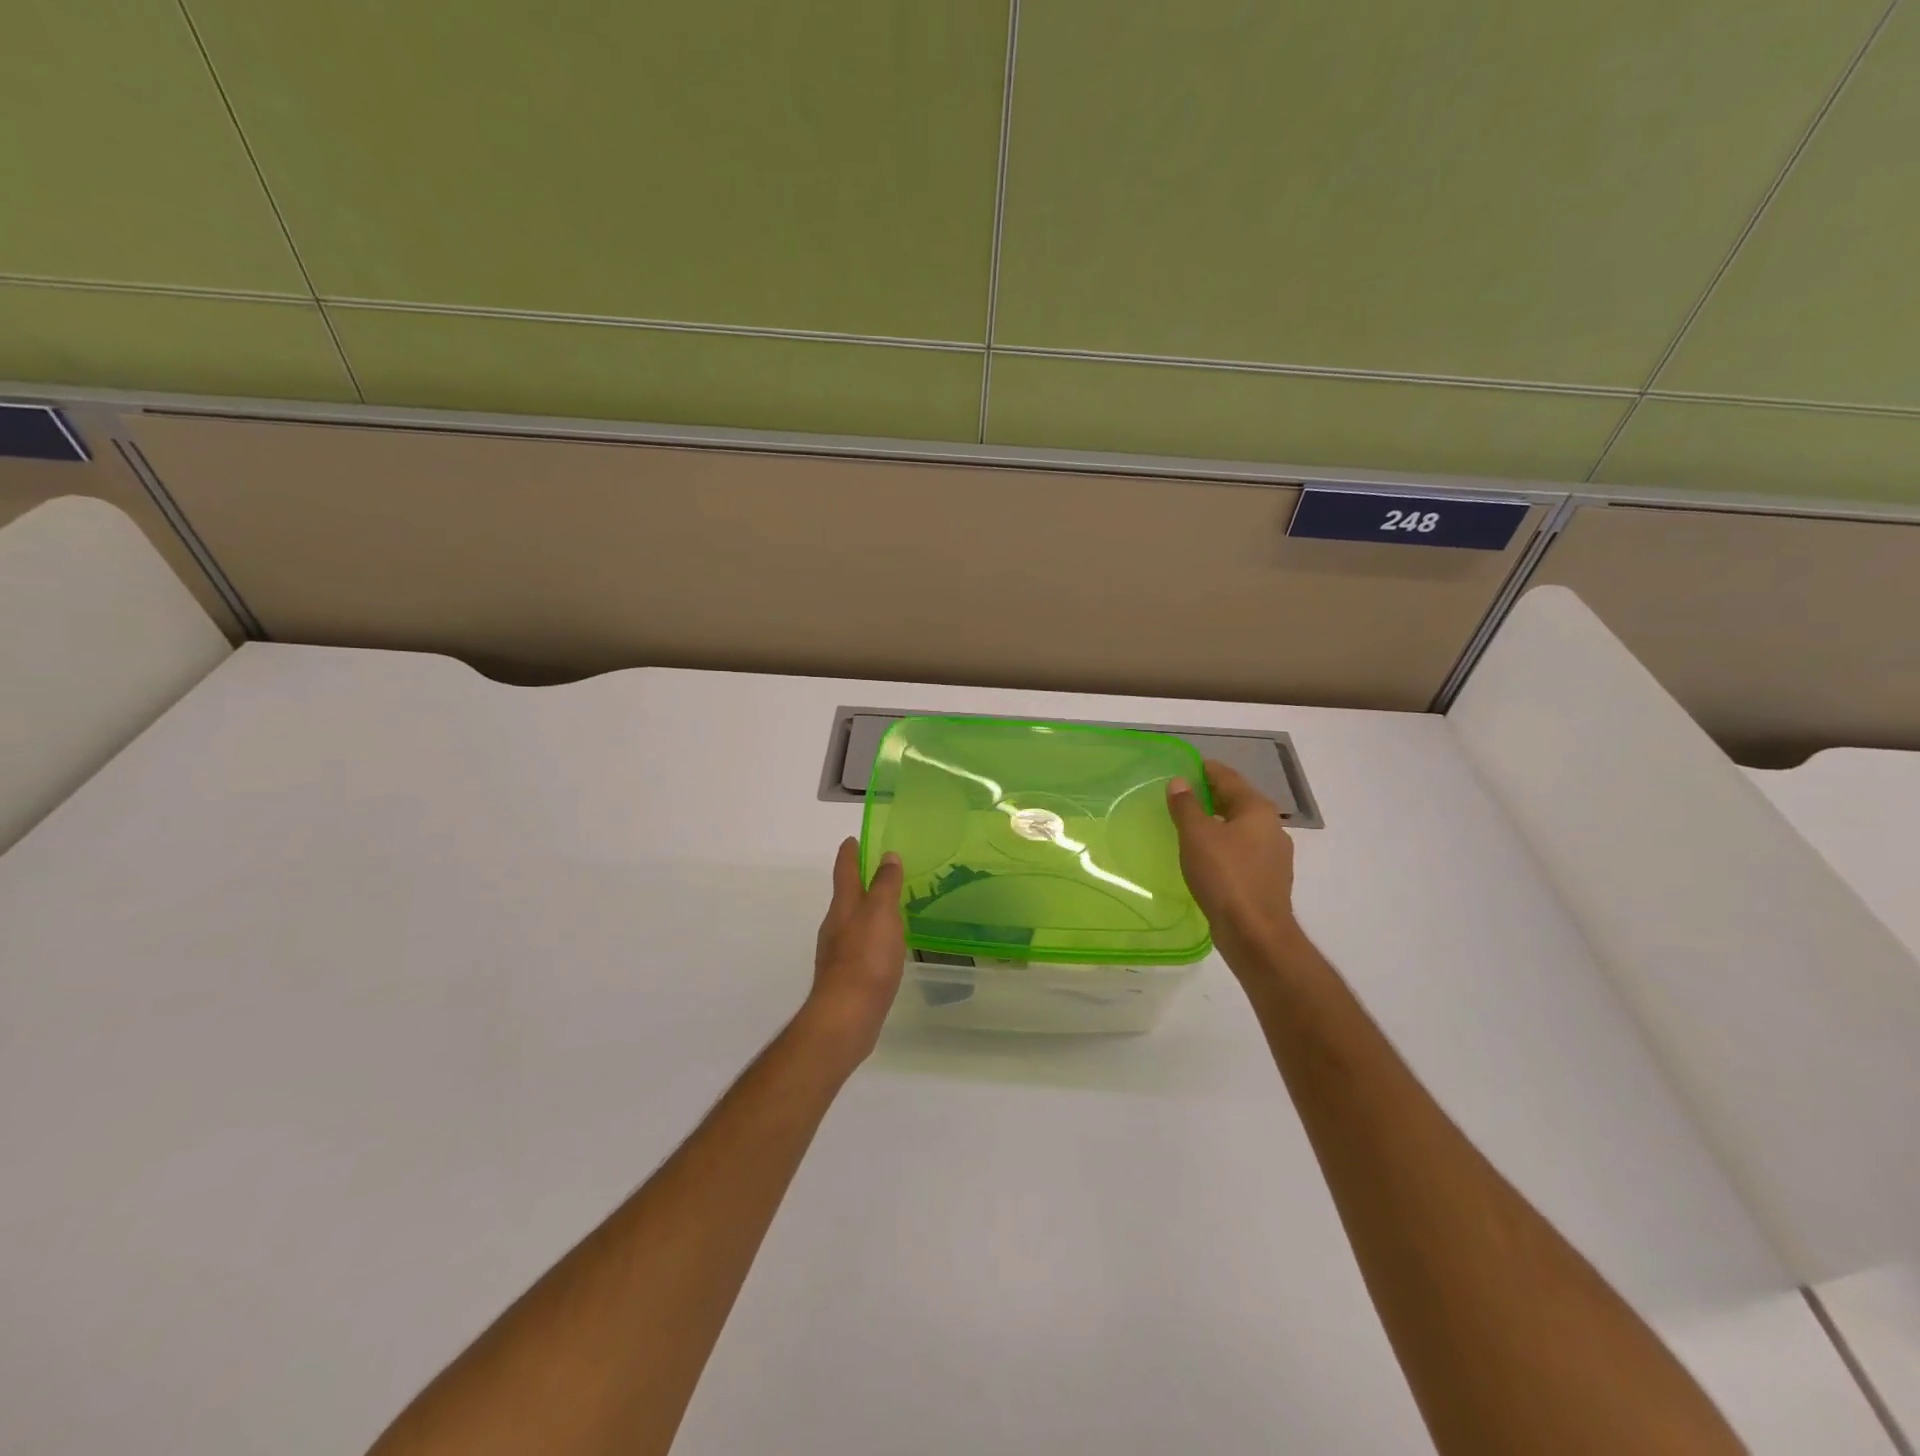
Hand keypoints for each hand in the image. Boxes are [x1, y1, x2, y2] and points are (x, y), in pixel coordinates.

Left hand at [801, 838, 905, 1065]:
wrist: (846, 1016)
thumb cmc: (866, 958)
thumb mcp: (881, 914)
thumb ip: (885, 885)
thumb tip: (887, 855)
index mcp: (844, 906)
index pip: (845, 870)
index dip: (850, 853)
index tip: (853, 839)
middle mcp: (836, 925)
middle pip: (846, 896)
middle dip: (859, 882)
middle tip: (880, 871)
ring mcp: (838, 952)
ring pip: (852, 921)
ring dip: (866, 910)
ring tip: (888, 908)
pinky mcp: (846, 976)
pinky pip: (859, 946)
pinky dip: (870, 937)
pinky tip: (884, 947)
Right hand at [1167, 760, 1300, 978]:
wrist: (1255, 933)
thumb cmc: (1225, 876)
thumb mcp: (1196, 836)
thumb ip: (1186, 806)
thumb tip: (1179, 782)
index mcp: (1257, 809)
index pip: (1228, 777)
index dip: (1205, 769)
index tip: (1184, 767)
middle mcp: (1272, 826)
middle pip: (1237, 801)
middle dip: (1210, 796)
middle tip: (1180, 796)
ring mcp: (1274, 855)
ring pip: (1240, 828)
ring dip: (1216, 823)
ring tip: (1188, 826)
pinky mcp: (1268, 879)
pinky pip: (1242, 851)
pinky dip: (1223, 845)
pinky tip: (1205, 857)